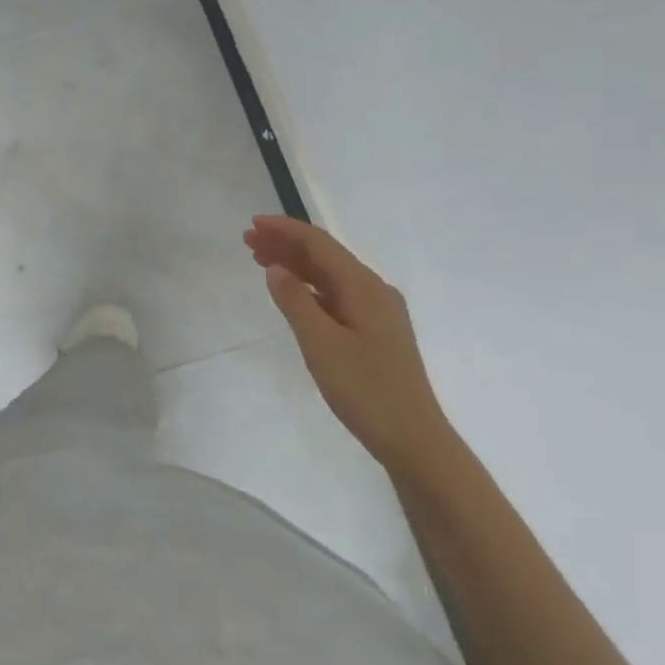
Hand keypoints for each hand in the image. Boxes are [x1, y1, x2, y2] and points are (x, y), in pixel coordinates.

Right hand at [243, 215, 446, 471]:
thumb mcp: (321, 345)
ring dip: (296, 265)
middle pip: (325, 256)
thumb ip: (295, 302)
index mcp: (364, 286)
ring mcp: (377, 311)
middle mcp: (374, 290)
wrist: (415, 441)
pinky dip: (310, 288)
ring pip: (330, 276)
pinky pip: (337, 296)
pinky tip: (292, 294)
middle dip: (286, 244)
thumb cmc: (366, 391)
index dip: (285, 230)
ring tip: (261, 261)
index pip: (319, 243)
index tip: (253, 224)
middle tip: (248, 242)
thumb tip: (275, 268)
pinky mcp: (376, 331)